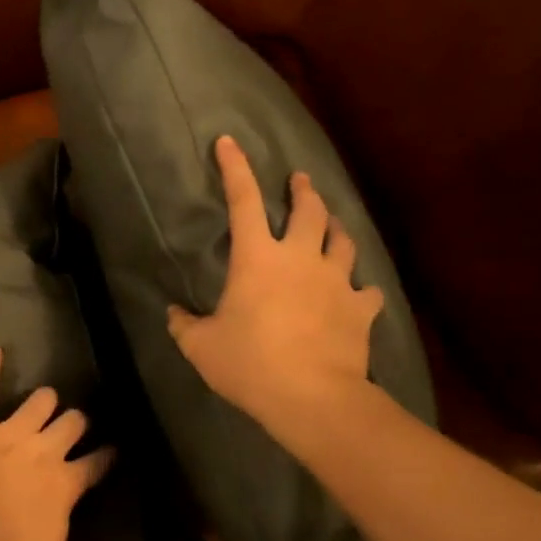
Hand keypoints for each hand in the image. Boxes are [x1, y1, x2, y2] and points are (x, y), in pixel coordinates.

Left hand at [0, 348, 147, 540]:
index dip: (106, 457)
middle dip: (76, 423)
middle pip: (71, 423)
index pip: (97, 463)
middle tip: (73, 429)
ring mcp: (7, 435)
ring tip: (45, 403)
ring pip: (38, 401)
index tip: (113, 452)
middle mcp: (43, 450)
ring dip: (44, 402)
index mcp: (65, 483)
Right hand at [167, 135, 385, 452]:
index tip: (228, 142)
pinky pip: (367, 290)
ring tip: (331, 224)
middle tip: (299, 181)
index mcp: (258, 258)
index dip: (235, 168)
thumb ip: (184, 325)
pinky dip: (361, 288)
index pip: (243, 200)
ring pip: (343, 240)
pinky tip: (359, 293)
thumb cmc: (251, 364)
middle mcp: (301, 258)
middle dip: (302, 190)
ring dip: (335, 228)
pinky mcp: (361, 309)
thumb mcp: (201, 347)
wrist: (314, 398)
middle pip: (308, 210)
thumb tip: (173, 313)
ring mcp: (336, 281)